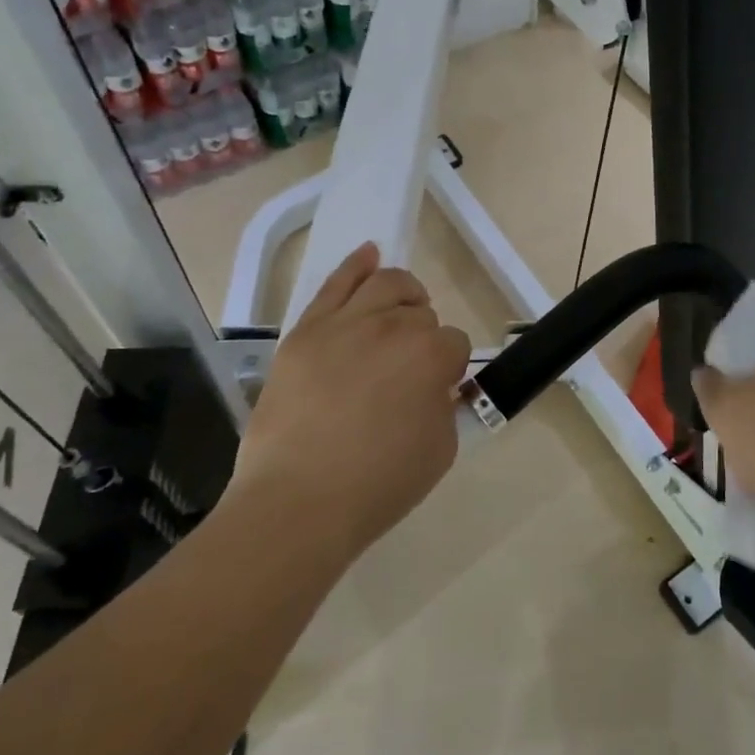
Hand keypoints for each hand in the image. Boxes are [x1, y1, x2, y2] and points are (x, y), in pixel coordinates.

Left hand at [222, 243, 472, 566]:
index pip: (455, 344)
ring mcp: (344, 324)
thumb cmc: (377, 485)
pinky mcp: (305, 331)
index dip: (449, 369)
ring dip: (403, 292)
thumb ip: (444, 406)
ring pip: (385, 283)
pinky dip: (356, 264)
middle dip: (422, 337)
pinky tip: (369, 252)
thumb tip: (432, 387)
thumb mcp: (439, 451)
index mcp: (431, 356)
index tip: (435, 393)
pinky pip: (335, 283)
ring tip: (402, 308)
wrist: (298, 502)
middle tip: (407, 373)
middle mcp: (392, 327)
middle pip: (420, 313)